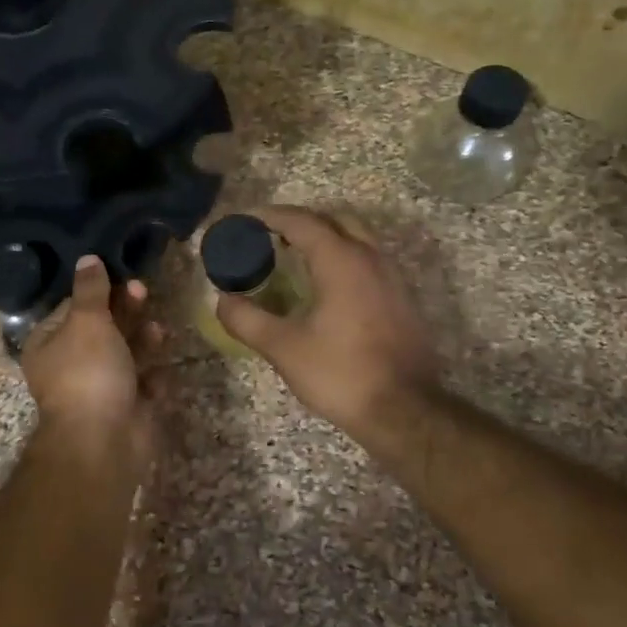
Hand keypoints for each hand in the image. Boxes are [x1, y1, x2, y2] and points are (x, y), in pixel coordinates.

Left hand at [20, 256, 159, 470]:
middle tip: (143, 291)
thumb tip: (87, 258)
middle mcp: (70, 365)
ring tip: (158, 329)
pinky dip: (151, 373)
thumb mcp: (87, 321)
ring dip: (142, 337)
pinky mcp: (126, 406)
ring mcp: (99, 387)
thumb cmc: (88, 372)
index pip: (72, 307)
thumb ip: (91, 290)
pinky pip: (142, 382)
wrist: (104, 441)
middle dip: (124, 310)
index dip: (96, 290)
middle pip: (101, 328)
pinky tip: (160, 366)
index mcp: (48, 344)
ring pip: (125, 353)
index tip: (120, 273)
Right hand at [216, 206, 441, 448]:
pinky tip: (326, 288)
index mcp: (341, 261)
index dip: (269, 216)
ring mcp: (392, 277)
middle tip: (270, 236)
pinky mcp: (402, 299)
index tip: (244, 220)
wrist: (404, 410)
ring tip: (294, 258)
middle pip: (334, 220)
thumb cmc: (340, 373)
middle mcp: (371, 258)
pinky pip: (369, 261)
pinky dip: (343, 259)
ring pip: (357, 238)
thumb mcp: (283, 348)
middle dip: (300, 222)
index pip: (301, 222)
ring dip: (325, 238)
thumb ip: (247, 319)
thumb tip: (222, 300)